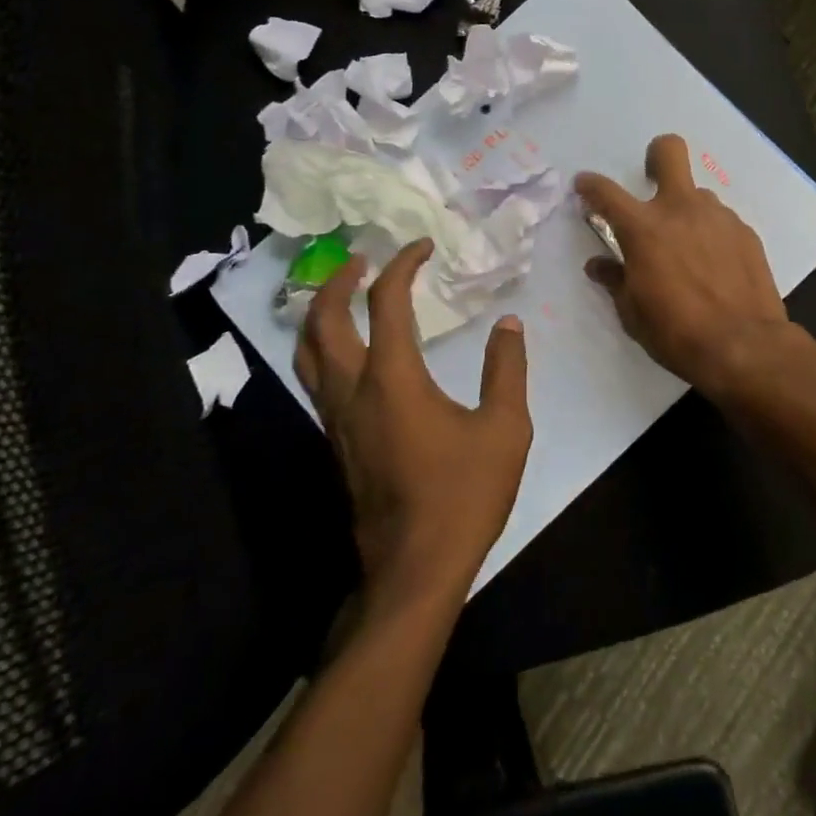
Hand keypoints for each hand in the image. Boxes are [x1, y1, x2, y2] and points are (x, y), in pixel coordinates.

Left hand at [295, 240, 532, 609]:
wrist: (414, 568)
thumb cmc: (463, 495)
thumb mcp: (504, 428)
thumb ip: (507, 369)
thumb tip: (508, 324)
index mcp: (393, 378)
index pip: (387, 301)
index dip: (403, 265)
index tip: (423, 246)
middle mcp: (352, 389)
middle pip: (325, 318)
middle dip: (340, 279)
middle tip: (363, 259)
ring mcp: (335, 418)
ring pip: (307, 350)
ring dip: (321, 312)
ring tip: (344, 294)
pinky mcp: (333, 441)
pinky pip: (314, 378)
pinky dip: (323, 346)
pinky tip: (348, 351)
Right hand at [575, 134, 793, 399]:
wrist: (745, 347)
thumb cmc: (677, 333)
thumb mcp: (633, 313)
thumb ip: (615, 280)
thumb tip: (599, 265)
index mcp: (644, 229)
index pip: (606, 192)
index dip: (590, 185)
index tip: (584, 185)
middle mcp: (681, 209)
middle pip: (669, 151)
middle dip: (656, 156)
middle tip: (652, 180)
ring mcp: (718, 217)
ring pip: (697, 194)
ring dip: (686, 212)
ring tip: (690, 251)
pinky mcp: (746, 232)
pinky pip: (720, 221)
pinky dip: (711, 235)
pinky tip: (716, 267)